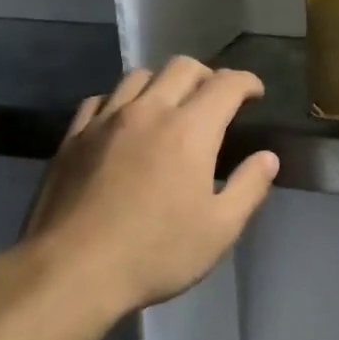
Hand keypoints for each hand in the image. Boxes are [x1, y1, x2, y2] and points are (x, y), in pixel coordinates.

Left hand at [20, 58, 279, 317]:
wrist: (71, 271)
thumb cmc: (155, 253)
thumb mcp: (219, 230)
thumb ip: (248, 187)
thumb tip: (267, 157)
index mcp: (190, 130)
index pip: (226, 84)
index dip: (246, 82)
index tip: (255, 92)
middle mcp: (149, 111)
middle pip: (183, 68)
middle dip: (208, 75)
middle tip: (216, 99)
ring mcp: (106, 121)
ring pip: (139, 76)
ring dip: (164, 83)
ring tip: (170, 105)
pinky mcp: (74, 136)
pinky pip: (101, 99)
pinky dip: (121, 101)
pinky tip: (123, 121)